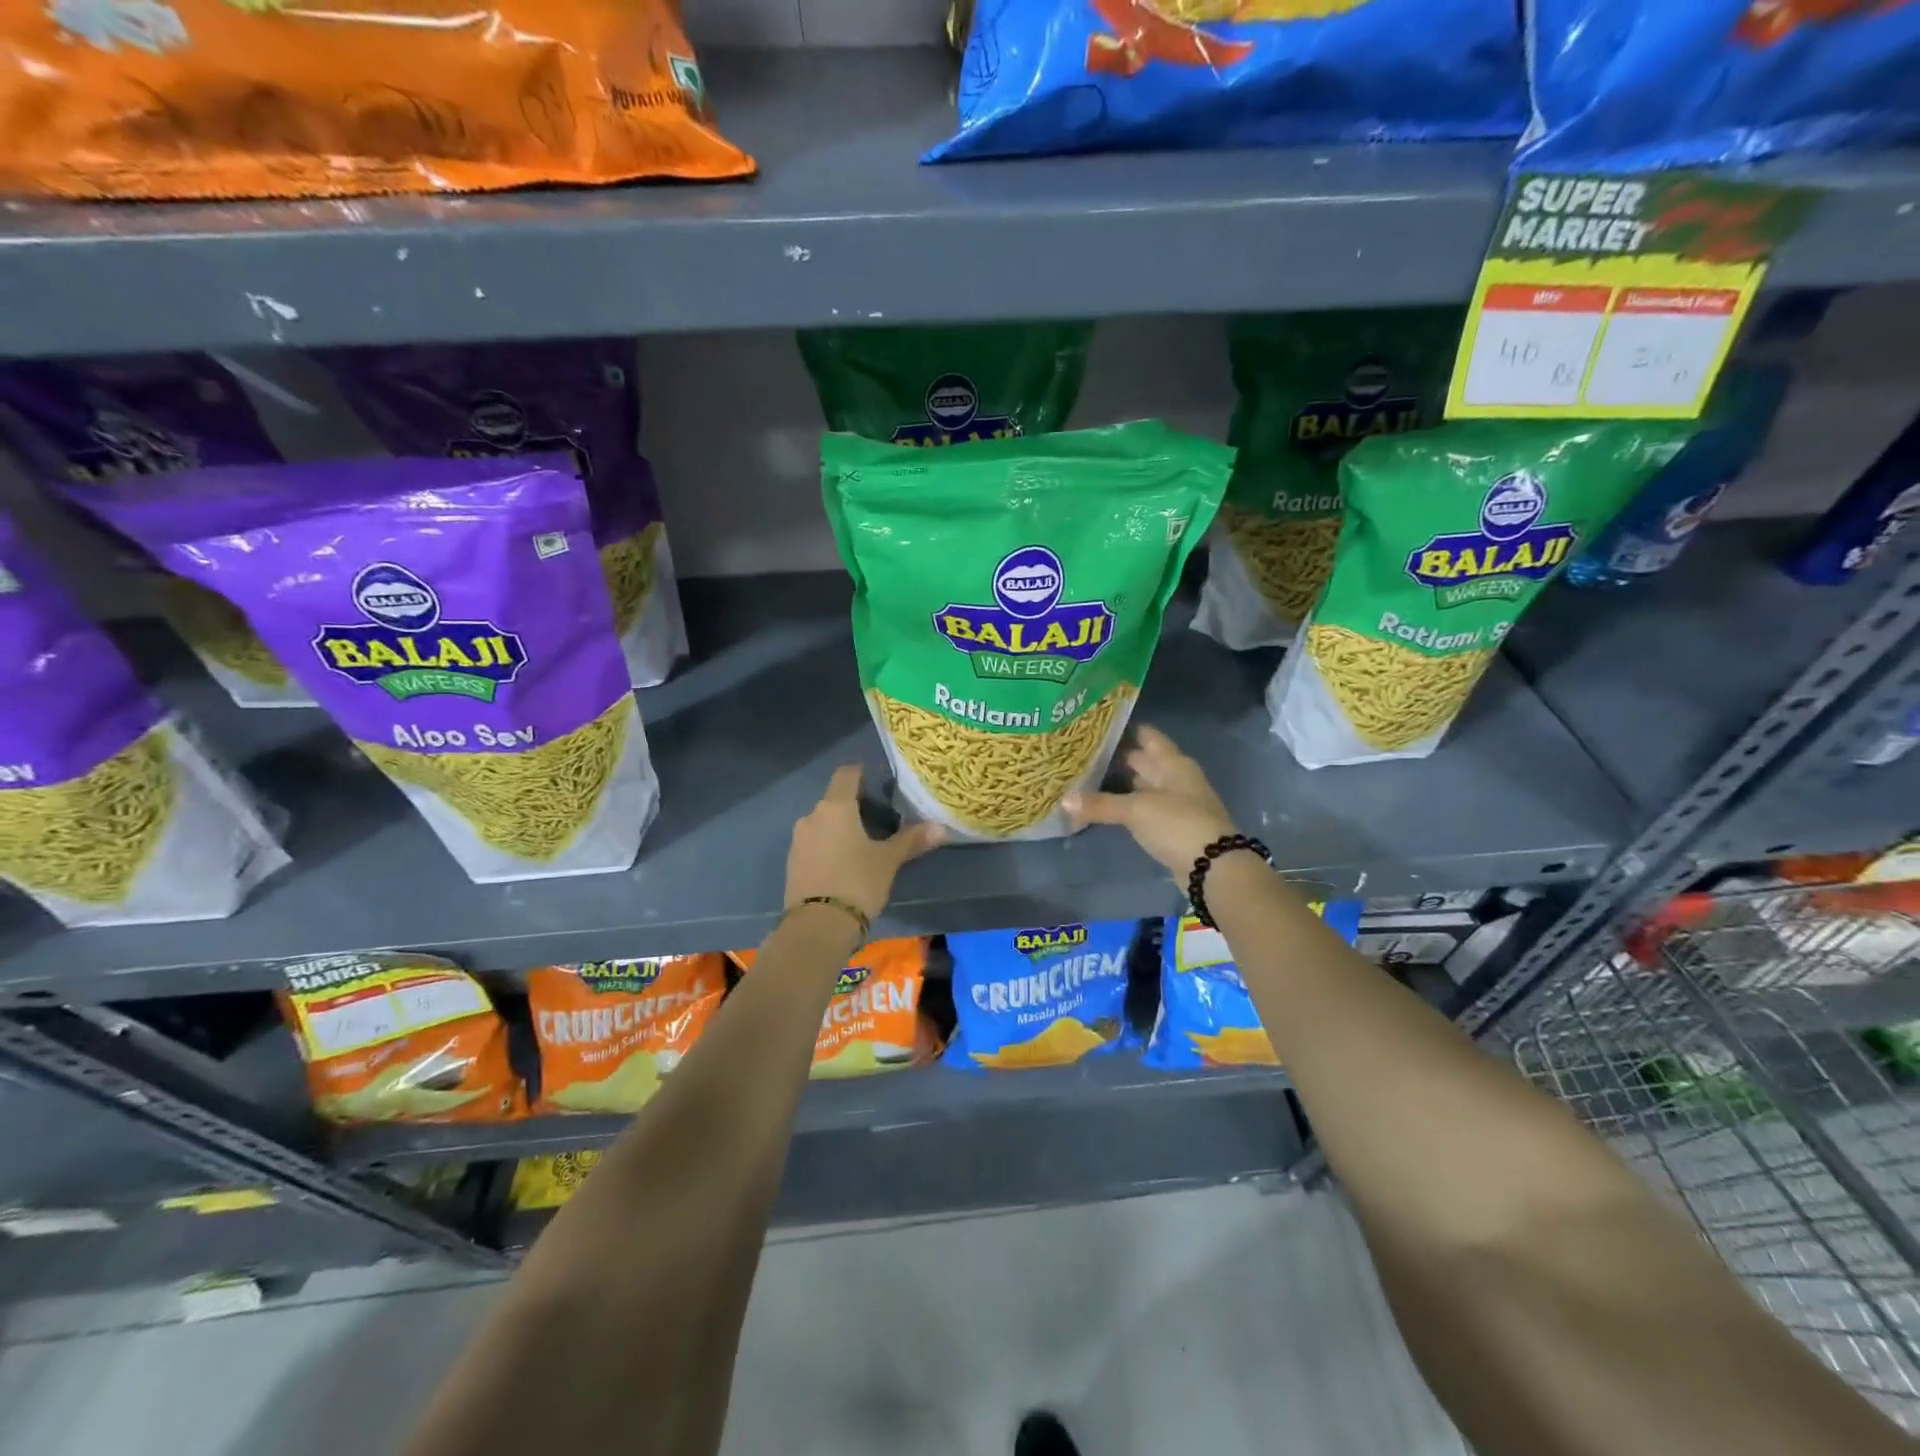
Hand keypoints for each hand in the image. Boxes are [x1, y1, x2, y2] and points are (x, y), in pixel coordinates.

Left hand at [786, 766, 945, 921]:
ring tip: (864, 842)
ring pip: (823, 823)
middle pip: (835, 799)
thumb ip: (911, 840)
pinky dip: (829, 846)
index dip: (862, 773)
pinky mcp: (792, 863)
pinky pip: (814, 844)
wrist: (817, 927)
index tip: (880, 781)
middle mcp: (812, 816)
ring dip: (841, 827)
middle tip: (880, 818)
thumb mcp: (888, 861)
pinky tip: (845, 863)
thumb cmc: (857, 882)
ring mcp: (798, 840)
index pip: (847, 774)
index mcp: (836, 807)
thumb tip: (941, 827)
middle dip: (855, 805)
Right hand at [1062, 725, 1236, 875]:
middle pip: (1144, 761)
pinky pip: (1143, 809)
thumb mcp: (1136, 810)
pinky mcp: (1170, 827)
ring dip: (1120, 784)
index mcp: (1173, 763)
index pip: (1147, 737)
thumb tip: (1064, 799)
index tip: (1096, 726)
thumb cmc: (1178, 824)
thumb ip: (1101, 804)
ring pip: (1142, 786)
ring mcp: (1175, 803)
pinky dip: (1126, 807)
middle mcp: (1175, 778)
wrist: (1213, 867)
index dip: (1124, 730)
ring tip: (1086, 777)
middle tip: (1082, 752)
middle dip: (1117, 757)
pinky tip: (1104, 807)